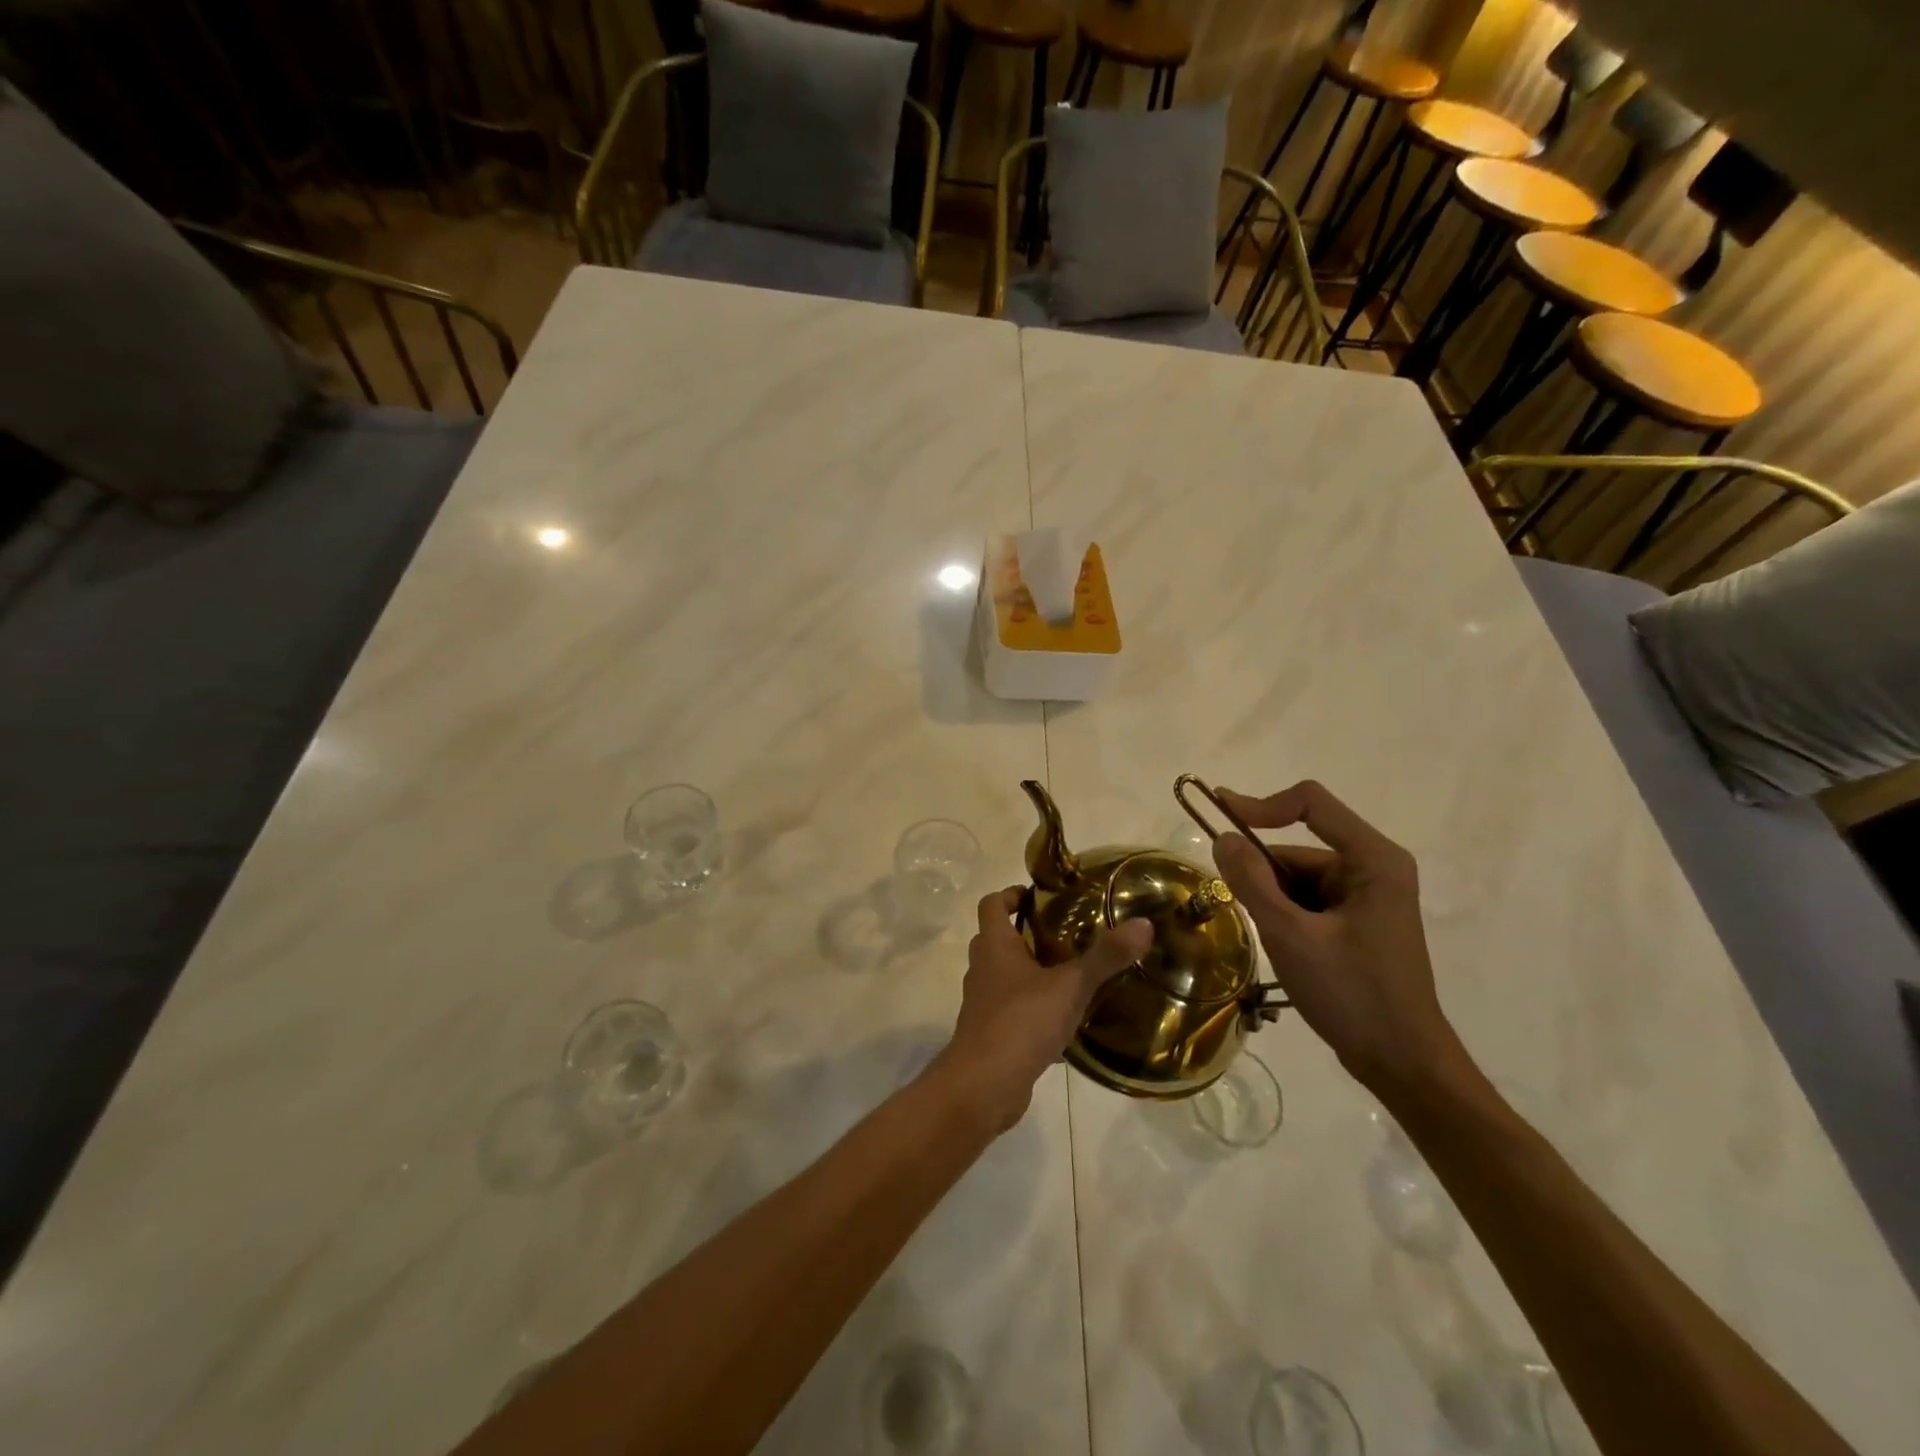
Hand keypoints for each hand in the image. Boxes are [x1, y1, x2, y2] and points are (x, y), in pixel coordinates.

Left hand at [934, 887, 1152, 1131]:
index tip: (1039, 896)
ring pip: (1003, 974)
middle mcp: (982, 968)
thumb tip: (1143, 924)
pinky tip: (1063, 1019)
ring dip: (1028, 970)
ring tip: (1068, 973)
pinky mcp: (990, 1032)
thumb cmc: (1021, 1022)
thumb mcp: (1070, 986)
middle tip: (1063, 933)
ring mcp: (982, 1002)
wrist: (983, 1085)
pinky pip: (1010, 1008)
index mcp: (994, 945)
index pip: (992, 903)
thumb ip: (1105, 957)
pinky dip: (1031, 1006)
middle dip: (1024, 932)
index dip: (1011, 894)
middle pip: (996, 937)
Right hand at [1210, 781, 1463, 1097]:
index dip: (1261, 805)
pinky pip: (1309, 900)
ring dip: (1274, 901)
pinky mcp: (1359, 921)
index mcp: (1373, 859)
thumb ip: (1252, 882)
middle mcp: (1375, 867)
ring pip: (1298, 877)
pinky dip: (1286, 915)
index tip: (1220, 821)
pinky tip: (1286, 949)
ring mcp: (1368, 896)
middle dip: (1264, 875)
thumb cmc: (1352, 994)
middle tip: (1244, 912)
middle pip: (1299, 846)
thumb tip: (1223, 838)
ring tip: (1275, 942)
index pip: (1310, 802)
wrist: (1403, 1063)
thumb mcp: (1291, 935)